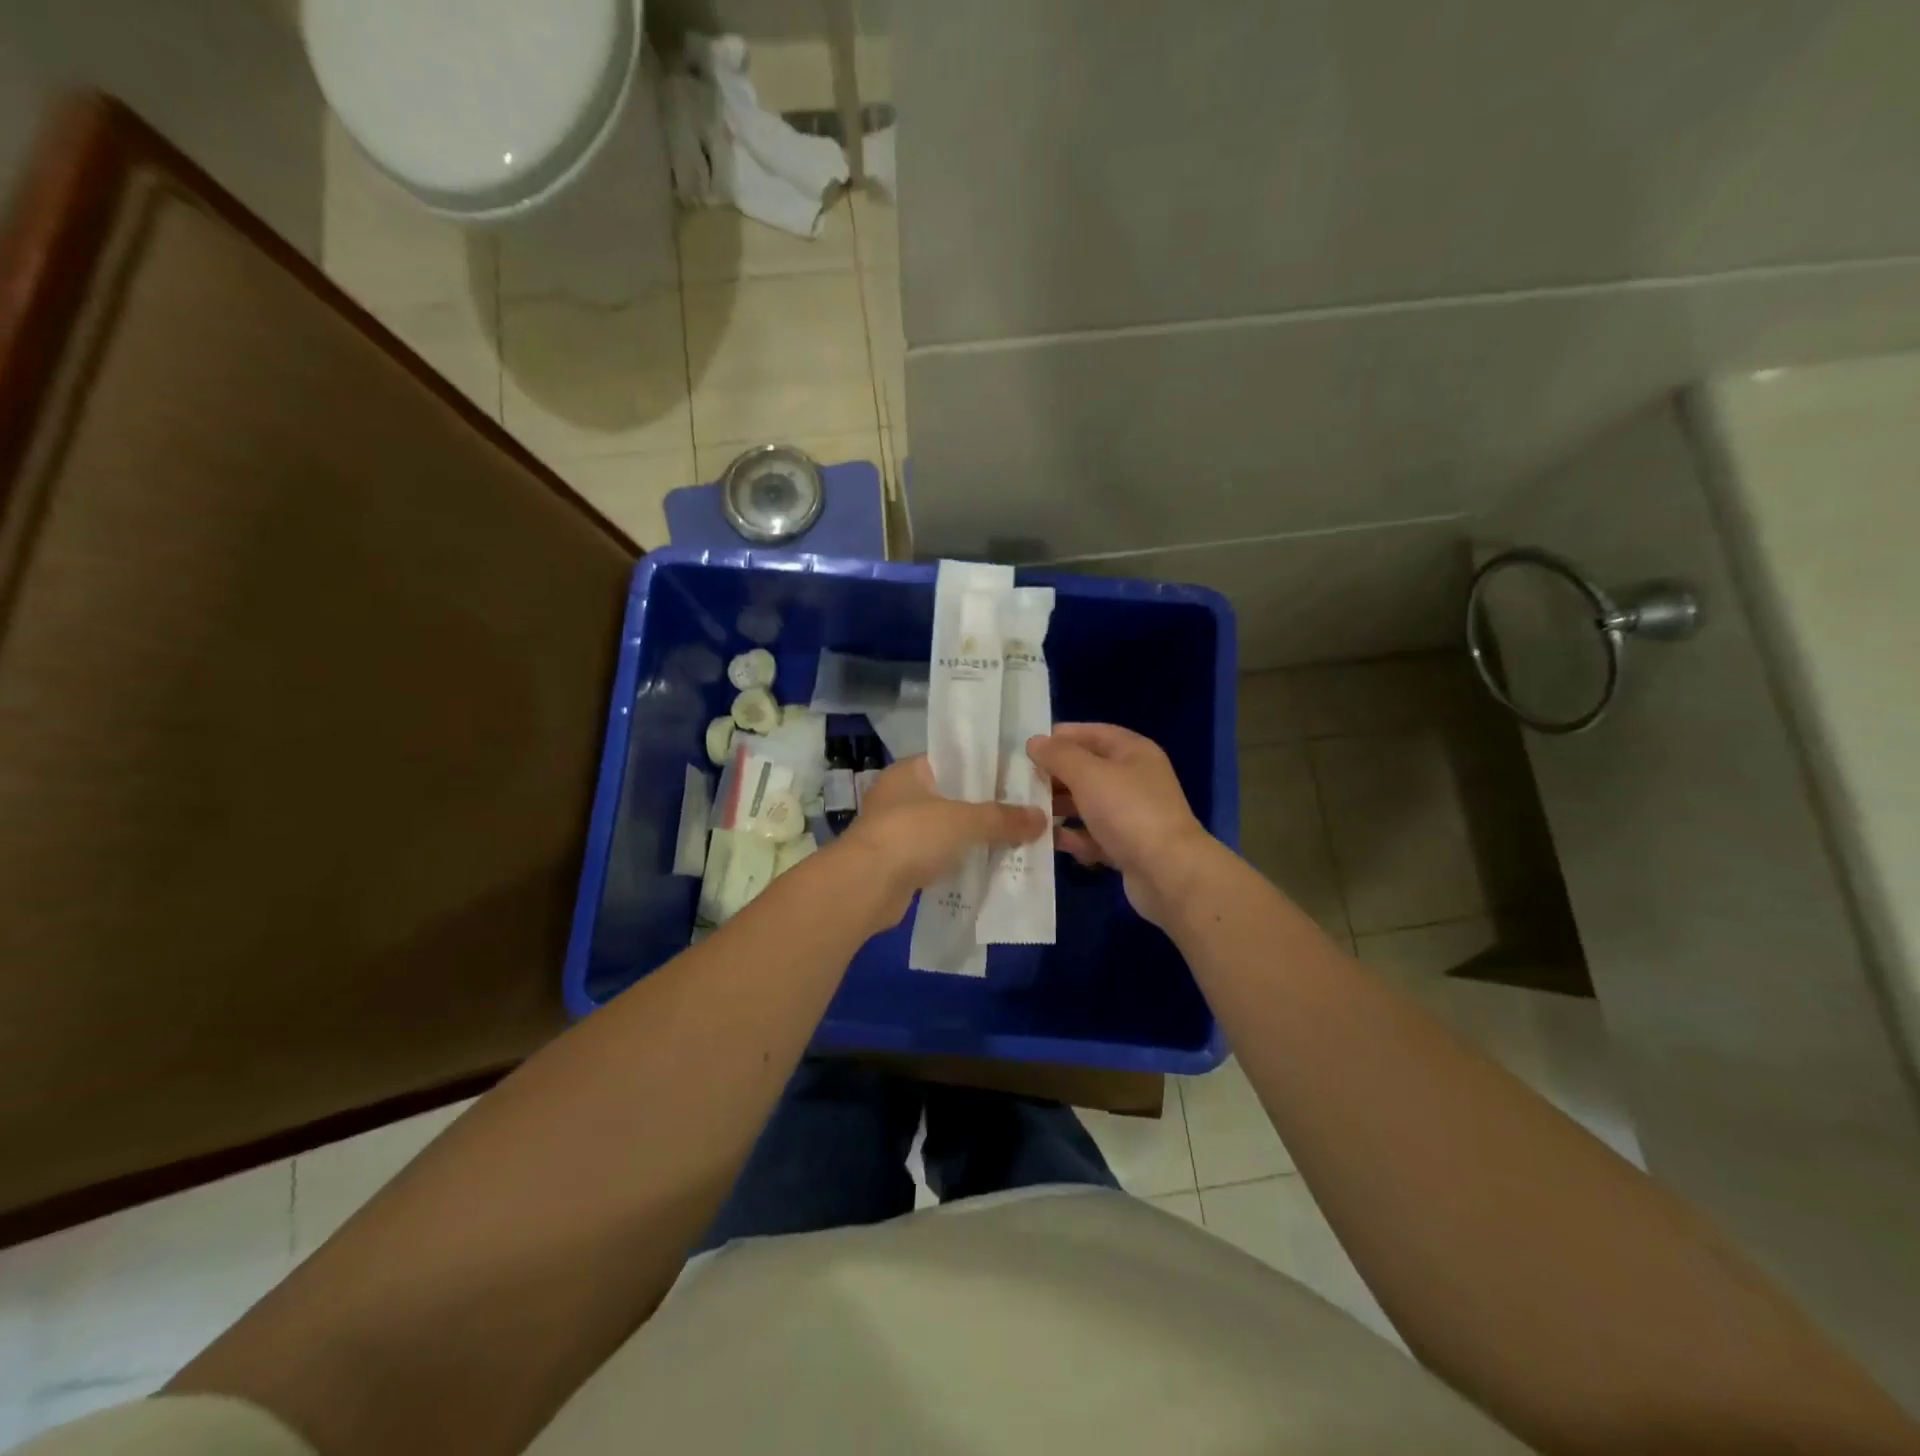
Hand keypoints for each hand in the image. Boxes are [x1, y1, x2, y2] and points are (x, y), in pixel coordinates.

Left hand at [836, 756, 1046, 929]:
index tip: (1018, 780)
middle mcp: (900, 796)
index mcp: (910, 771)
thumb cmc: (911, 835)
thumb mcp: (964, 821)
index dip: (986, 769)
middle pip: (952, 797)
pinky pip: (938, 857)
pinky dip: (958, 861)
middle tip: (1024, 813)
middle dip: (985, 808)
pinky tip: (988, 867)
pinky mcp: (899, 863)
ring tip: (1014, 840)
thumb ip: (1003, 818)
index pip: (954, 761)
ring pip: (945, 829)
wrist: (865, 887)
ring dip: (973, 838)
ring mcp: (897, 831)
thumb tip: (1041, 817)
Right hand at [1026, 724, 1216, 927]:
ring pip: (1088, 804)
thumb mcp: (1089, 775)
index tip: (1028, 746)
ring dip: (1059, 807)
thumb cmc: (1128, 812)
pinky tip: (1047, 841)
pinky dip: (1073, 837)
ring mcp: (1132, 815)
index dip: (1061, 736)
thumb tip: (1035, 742)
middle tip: (1019, 782)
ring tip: (1027, 812)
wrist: (1168, 873)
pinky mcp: (1126, 846)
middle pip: (1088, 769)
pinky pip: (1092, 835)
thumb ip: (1059, 756)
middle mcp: (1134, 779)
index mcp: (1133, 752)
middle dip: (1055, 775)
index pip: (1093, 733)